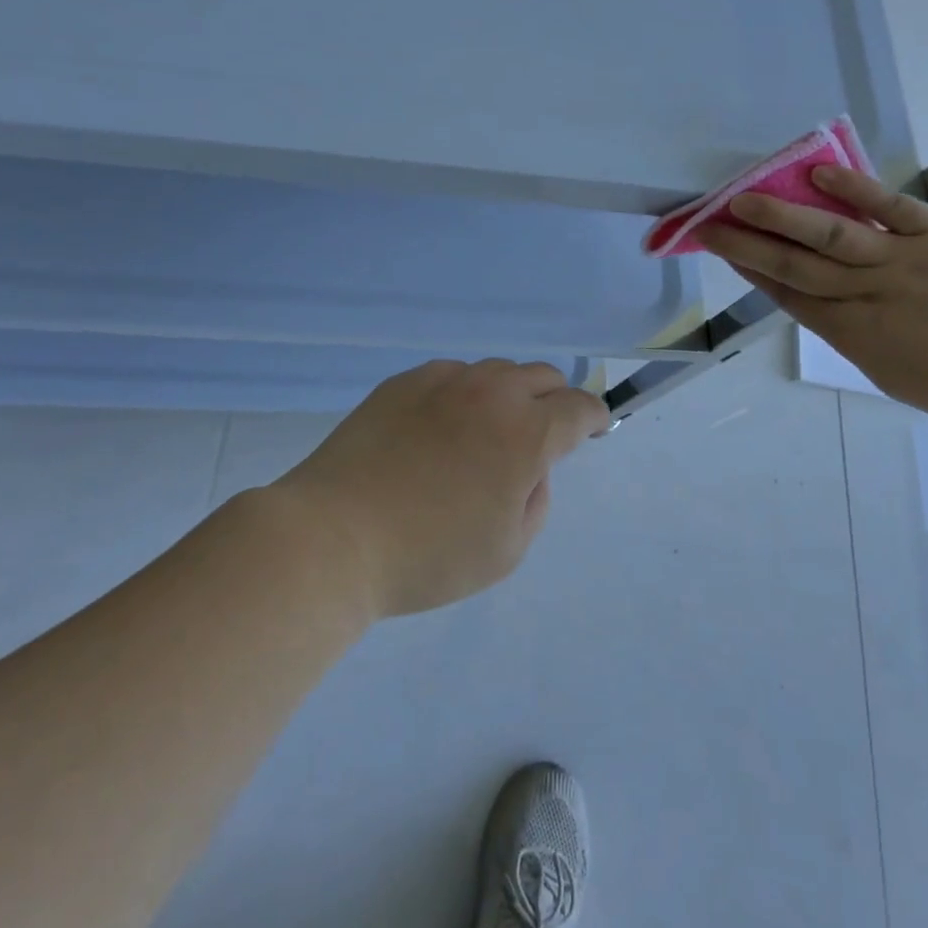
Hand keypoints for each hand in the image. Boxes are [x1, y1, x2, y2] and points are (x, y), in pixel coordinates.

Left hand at [269, 360, 609, 617]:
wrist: (334, 536)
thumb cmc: (428, 555)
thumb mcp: (506, 550)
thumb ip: (536, 499)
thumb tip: (530, 467)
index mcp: (526, 433)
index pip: (579, 407)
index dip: (593, 417)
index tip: (591, 430)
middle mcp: (491, 393)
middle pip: (541, 376)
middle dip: (552, 401)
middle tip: (537, 437)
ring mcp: (443, 381)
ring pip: (495, 371)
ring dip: (507, 395)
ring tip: (483, 434)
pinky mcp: (403, 382)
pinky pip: (451, 376)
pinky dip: (462, 394)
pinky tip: (439, 428)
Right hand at [700, 166, 927, 437]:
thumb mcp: (892, 373)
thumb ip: (853, 335)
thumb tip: (824, 303)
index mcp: (854, 335)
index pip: (789, 296)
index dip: (751, 272)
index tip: (723, 250)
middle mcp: (867, 296)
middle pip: (794, 265)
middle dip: (747, 244)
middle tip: (711, 223)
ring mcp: (904, 261)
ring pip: (829, 234)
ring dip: (782, 215)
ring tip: (744, 197)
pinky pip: (891, 207)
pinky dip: (854, 188)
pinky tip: (818, 173)